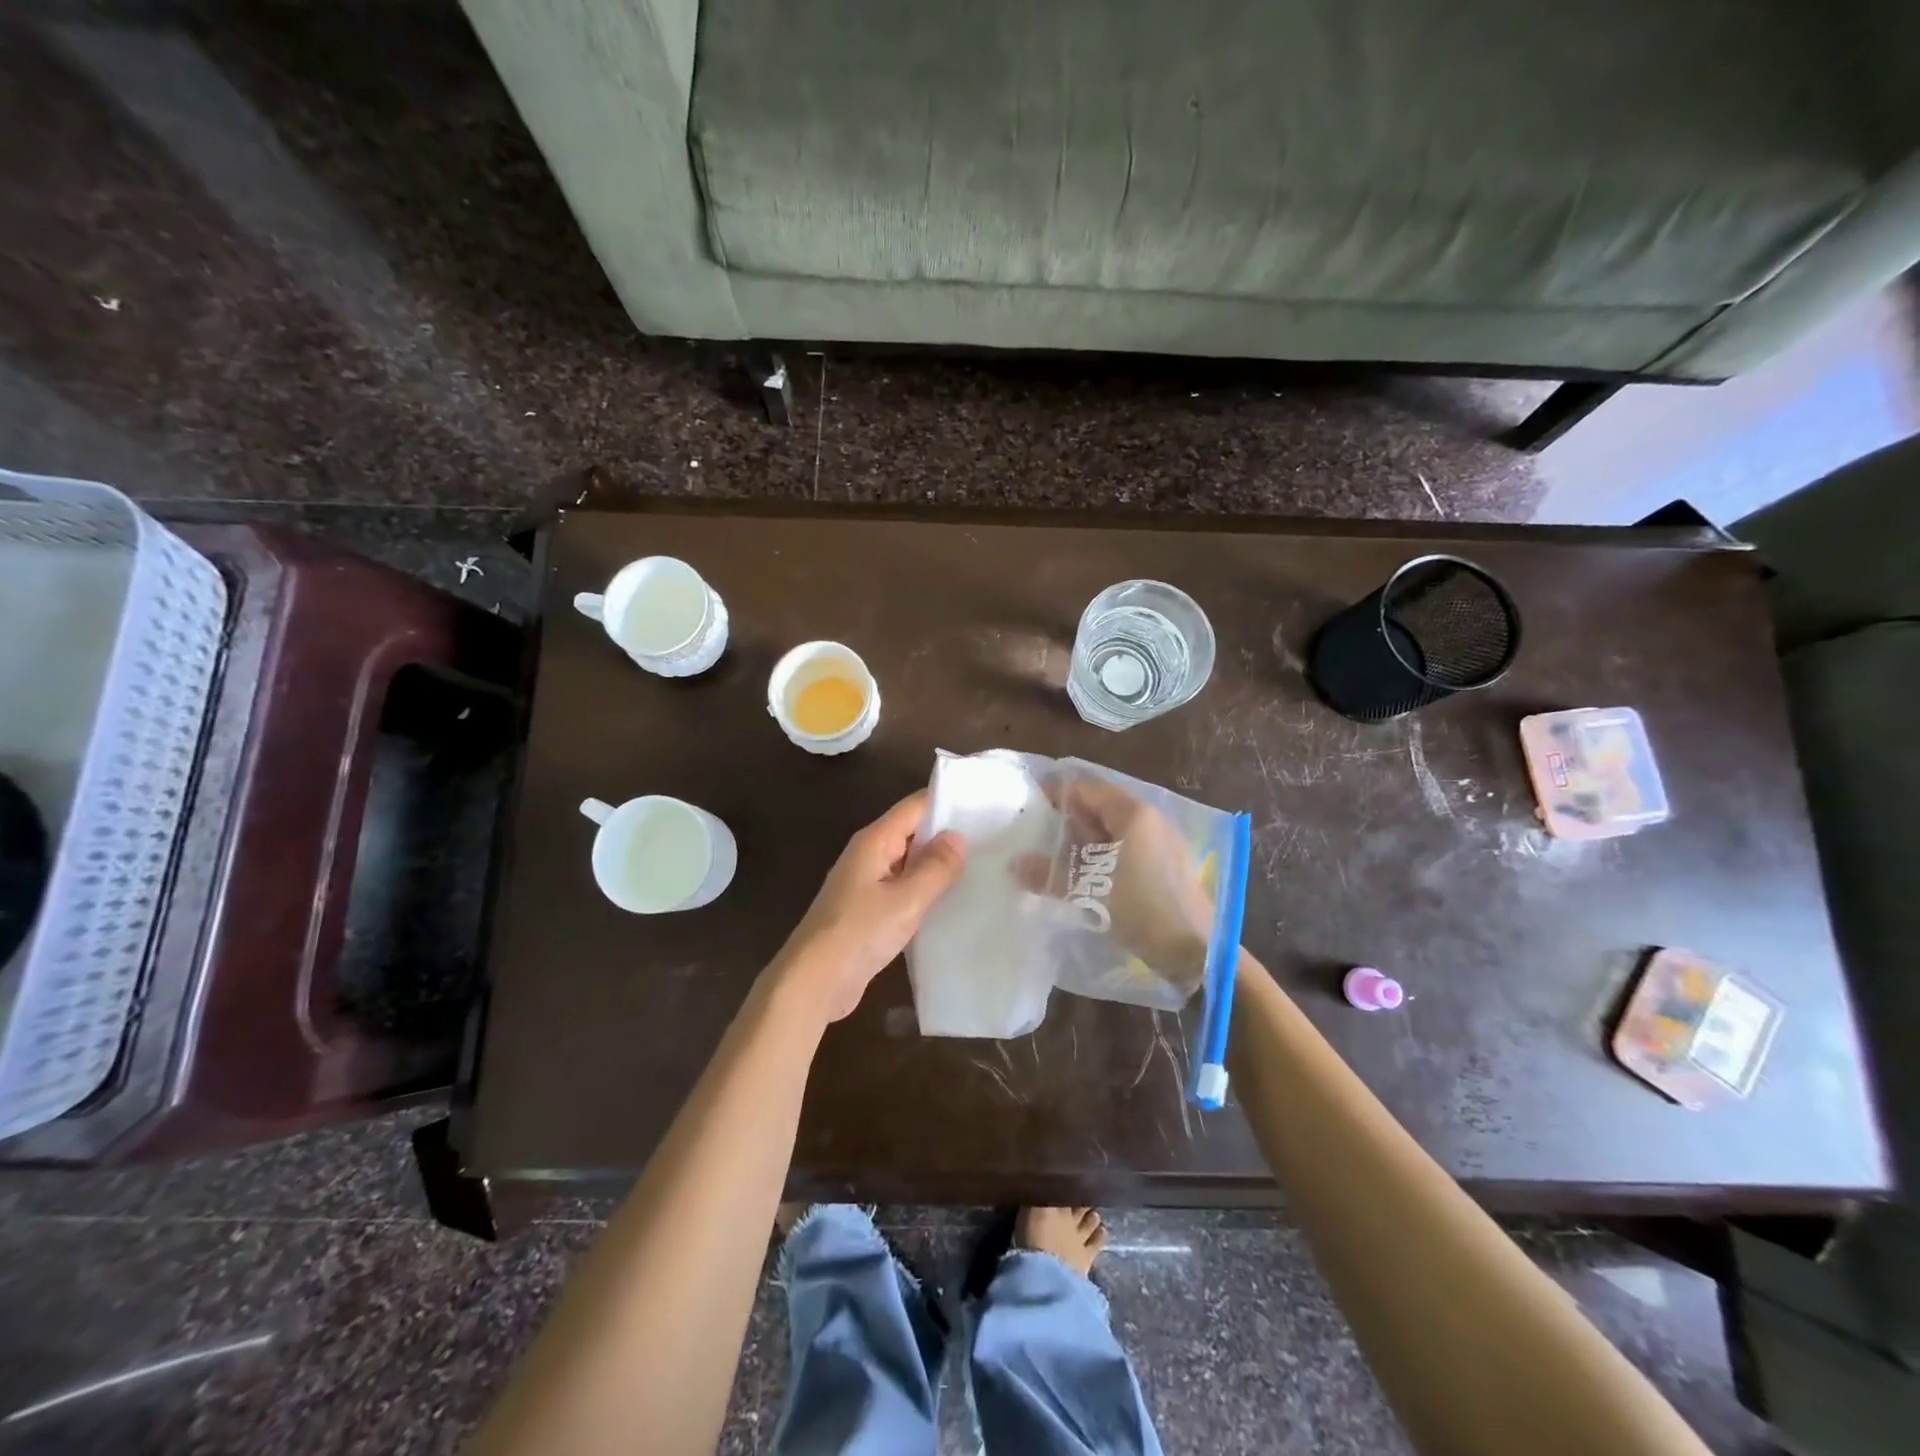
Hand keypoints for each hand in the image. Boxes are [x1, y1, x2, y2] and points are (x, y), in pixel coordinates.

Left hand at [769, 790, 965, 1024]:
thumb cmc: (858, 933)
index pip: (915, 806)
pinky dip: (926, 890)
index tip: (985, 806)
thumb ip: (935, 868)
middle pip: (913, 831)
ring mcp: (867, 883)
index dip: (948, 802)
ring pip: (910, 862)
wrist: (814, 982)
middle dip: (948, 834)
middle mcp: (869, 855)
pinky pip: (904, 889)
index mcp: (874, 842)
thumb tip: (957, 836)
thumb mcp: (905, 900)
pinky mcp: (869, 910)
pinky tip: (953, 901)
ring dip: (938, 865)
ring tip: (983, 867)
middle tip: (993, 839)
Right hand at [1015, 776, 1213, 991]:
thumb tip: (1014, 865)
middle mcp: (1150, 820)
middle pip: (1100, 808)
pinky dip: (1100, 856)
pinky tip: (1080, 875)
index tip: (1029, 802)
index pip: (1088, 789)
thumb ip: (1050, 874)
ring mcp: (1160, 843)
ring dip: (1082, 841)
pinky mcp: (1163, 867)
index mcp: (1135, 814)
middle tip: (1035, 832)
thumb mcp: (1089, 891)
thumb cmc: (1143, 909)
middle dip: (1068, 819)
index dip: (1057, 792)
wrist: (1194, 952)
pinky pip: (1123, 849)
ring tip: (1051, 855)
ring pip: (1111, 831)